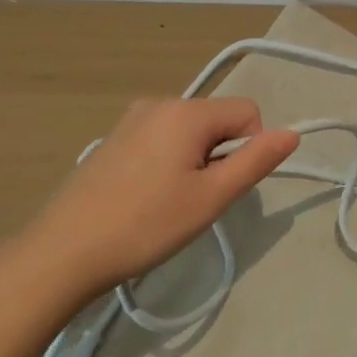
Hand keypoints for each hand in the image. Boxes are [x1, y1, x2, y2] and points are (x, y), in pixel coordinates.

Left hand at [23, 98, 299, 290]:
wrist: (63, 253)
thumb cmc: (146, 225)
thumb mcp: (211, 197)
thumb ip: (255, 161)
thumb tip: (293, 133)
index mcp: (186, 111)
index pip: (247, 112)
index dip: (250, 149)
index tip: (224, 187)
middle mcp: (159, 103)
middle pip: (216, 120)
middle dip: (220, 155)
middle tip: (196, 200)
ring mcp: (131, 119)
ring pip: (189, 132)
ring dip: (194, 161)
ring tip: (169, 203)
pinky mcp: (113, 139)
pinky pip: (161, 139)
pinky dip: (168, 162)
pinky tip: (145, 198)